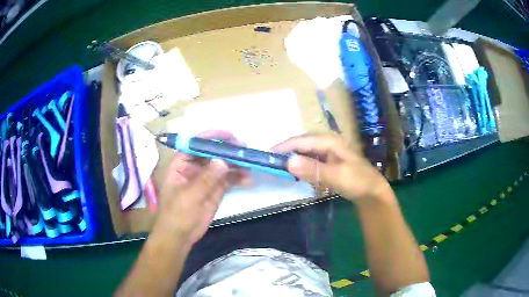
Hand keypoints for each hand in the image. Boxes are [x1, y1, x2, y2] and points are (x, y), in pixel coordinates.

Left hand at [155, 130, 248, 245]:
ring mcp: (206, 179)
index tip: (228, 136)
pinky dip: (239, 178)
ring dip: (236, 164)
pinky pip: (229, 180)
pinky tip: (248, 179)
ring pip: (223, 166)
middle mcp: (194, 168)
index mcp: (181, 164)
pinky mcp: (216, 190)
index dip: (210, 137)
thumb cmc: (176, 214)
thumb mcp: (189, 196)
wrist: (180, 236)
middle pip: (212, 153)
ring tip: (250, 165)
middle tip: (244, 149)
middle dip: (227, 150)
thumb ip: (206, 179)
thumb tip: (222, 161)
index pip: (195, 144)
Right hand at [273, 134, 390, 201]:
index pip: (301, 140)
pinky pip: (311, 159)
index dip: (283, 147)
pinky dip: (302, 164)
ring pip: (305, 151)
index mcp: (329, 140)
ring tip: (281, 167)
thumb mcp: (336, 175)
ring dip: (294, 158)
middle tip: (272, 162)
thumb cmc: (357, 181)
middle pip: (301, 143)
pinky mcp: (328, 160)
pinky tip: (298, 172)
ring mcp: (328, 151)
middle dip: (287, 151)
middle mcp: (327, 141)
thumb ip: (313, 169)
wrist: (372, 191)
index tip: (268, 155)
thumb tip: (288, 162)